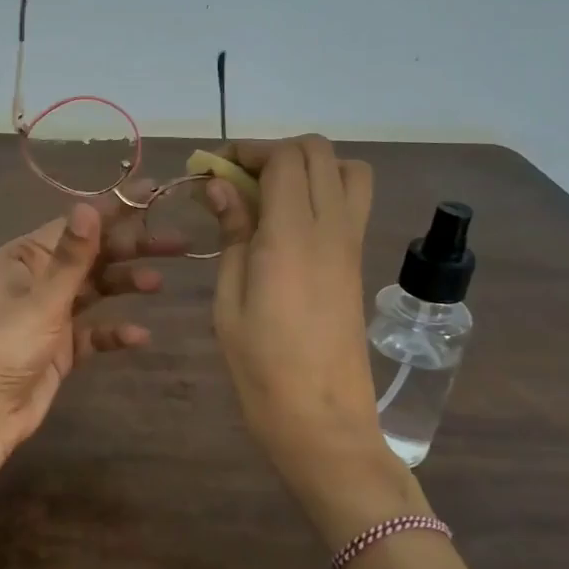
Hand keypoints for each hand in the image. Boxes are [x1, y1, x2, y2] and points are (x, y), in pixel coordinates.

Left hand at [0, 198, 184, 470]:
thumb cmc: (5, 346)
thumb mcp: (42, 299)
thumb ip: (72, 256)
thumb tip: (90, 205)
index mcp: (24, 258)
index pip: (76, 225)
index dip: (116, 208)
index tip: (154, 192)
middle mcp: (37, 279)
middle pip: (91, 255)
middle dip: (131, 248)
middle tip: (177, 243)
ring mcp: (49, 314)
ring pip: (95, 290)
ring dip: (125, 284)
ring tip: (157, 284)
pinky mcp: (60, 347)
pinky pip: (93, 332)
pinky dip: (114, 331)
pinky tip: (140, 336)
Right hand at [205, 136, 426, 544]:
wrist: (320, 418)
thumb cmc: (261, 364)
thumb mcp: (229, 298)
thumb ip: (232, 232)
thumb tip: (219, 184)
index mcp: (293, 234)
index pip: (285, 158)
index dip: (248, 151)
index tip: (212, 168)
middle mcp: (332, 227)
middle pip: (319, 153)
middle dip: (274, 153)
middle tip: (235, 180)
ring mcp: (351, 244)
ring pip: (346, 172)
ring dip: (307, 168)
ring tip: (268, 196)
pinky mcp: (357, 262)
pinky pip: (349, 204)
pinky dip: (320, 193)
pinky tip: (284, 225)